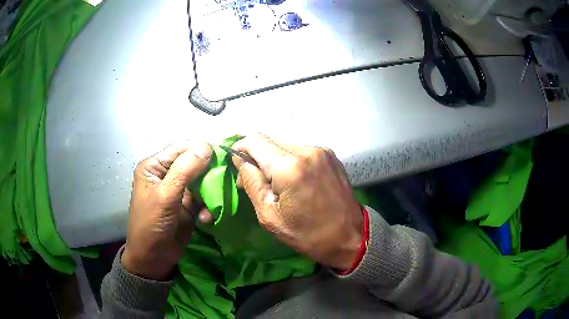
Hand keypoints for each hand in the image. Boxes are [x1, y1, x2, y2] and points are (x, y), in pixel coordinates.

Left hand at [122, 142, 213, 279]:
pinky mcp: (188, 205)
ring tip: (215, 203)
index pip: (181, 148)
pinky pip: (204, 198)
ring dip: (211, 192)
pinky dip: (208, 206)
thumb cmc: (151, 224)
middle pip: (194, 163)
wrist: (152, 258)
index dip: (201, 149)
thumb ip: (184, 171)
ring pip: (202, 181)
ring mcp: (179, 190)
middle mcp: (167, 174)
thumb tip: (207, 146)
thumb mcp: (165, 196)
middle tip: (225, 179)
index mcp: (155, 166)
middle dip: (210, 172)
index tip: (223, 154)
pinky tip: (206, 219)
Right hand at [231, 134, 362, 269]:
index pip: (255, 140)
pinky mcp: (330, 155)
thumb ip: (252, 183)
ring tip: (276, 183)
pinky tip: (294, 180)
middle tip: (256, 181)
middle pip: (270, 140)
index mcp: (290, 167)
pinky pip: (300, 149)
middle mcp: (307, 150)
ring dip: (273, 158)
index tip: (237, 165)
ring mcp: (322, 151)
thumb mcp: (270, 216)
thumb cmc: (308, 235)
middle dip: (256, 156)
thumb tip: (240, 159)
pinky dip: (290, 160)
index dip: (240, 148)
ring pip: (284, 144)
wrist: (350, 237)